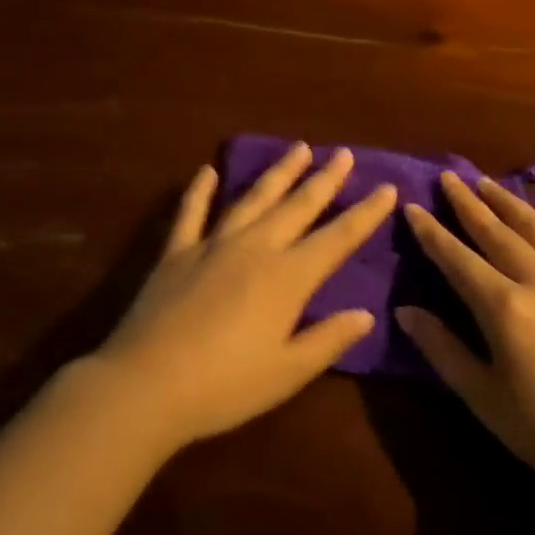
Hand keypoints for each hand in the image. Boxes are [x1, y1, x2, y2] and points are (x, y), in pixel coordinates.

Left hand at [94, 143, 397, 449]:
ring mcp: (212, 244)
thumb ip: (328, 339)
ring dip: (277, 172)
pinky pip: (191, 212)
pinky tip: (207, 170)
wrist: (147, 383)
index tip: (387, 188)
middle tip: (343, 153)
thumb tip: (365, 314)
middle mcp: (254, 248)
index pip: (336, 238)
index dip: (365, 213)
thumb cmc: (225, 387)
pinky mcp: (177, 251)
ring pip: (252, 197)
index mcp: (287, 277)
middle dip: (324, 179)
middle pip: (297, 206)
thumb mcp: (287, 373)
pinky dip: (200, 190)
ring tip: (297, 148)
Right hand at [396, 173, 534, 504]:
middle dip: (467, 201)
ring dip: (507, 202)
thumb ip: (441, 348)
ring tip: (485, 182)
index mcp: (505, 308)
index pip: (456, 257)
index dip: (431, 231)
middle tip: (448, 176)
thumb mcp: (483, 397)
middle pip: (495, 230)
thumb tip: (404, 310)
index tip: (412, 206)